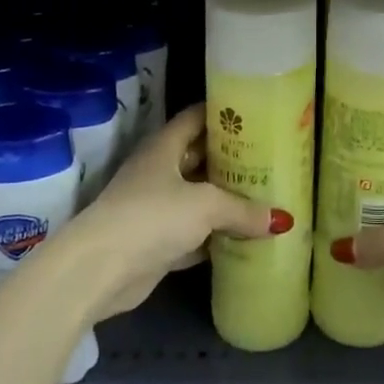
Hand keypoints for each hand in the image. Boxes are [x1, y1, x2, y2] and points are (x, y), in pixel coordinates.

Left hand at [65, 104, 285, 321]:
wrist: (100, 270)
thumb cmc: (152, 216)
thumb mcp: (205, 205)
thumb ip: (243, 209)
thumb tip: (282, 220)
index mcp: (164, 147)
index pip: (196, 117)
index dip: (224, 113)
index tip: (258, 115)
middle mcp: (159, 171)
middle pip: (201, 158)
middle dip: (233, 160)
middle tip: (272, 159)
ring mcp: (157, 208)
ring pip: (200, 198)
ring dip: (227, 201)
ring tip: (268, 196)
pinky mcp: (158, 243)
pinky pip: (196, 234)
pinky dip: (217, 237)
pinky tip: (247, 238)